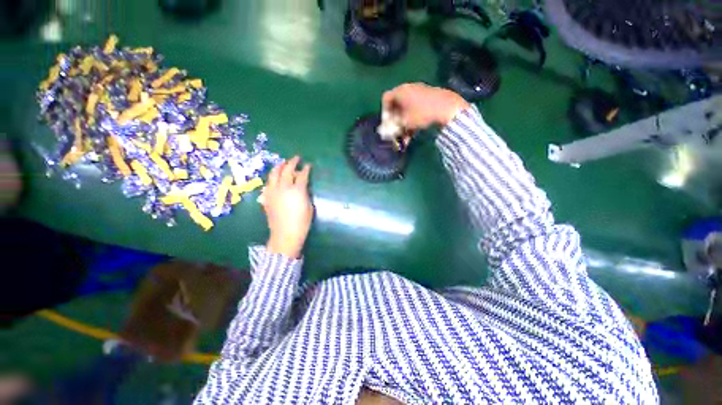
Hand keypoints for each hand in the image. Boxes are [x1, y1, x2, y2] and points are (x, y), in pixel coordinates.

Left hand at [261, 156, 312, 257]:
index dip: (306, 169)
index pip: (302, 175)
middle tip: (296, 158)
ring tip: (283, 163)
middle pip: (287, 170)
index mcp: (297, 190)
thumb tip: (302, 186)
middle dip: (292, 162)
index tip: (308, 165)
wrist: (285, 234)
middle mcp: (283, 187)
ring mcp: (273, 192)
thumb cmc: (302, 222)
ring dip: (279, 166)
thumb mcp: (309, 206)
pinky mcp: (266, 197)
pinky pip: (268, 183)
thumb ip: (305, 193)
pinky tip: (275, 178)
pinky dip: (272, 178)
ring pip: (274, 174)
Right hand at [382, 83, 468, 129]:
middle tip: (395, 132)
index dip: (384, 112)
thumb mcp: (405, 123)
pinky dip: (412, 120)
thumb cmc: (422, 114)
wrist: (448, 109)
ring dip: (403, 123)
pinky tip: (413, 133)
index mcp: (401, 91)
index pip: (386, 98)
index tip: (387, 124)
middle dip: (395, 121)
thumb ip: (393, 127)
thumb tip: (385, 133)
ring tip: (405, 137)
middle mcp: (409, 88)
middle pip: (396, 105)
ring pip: (406, 109)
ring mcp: (420, 92)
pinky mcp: (429, 98)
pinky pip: (415, 109)